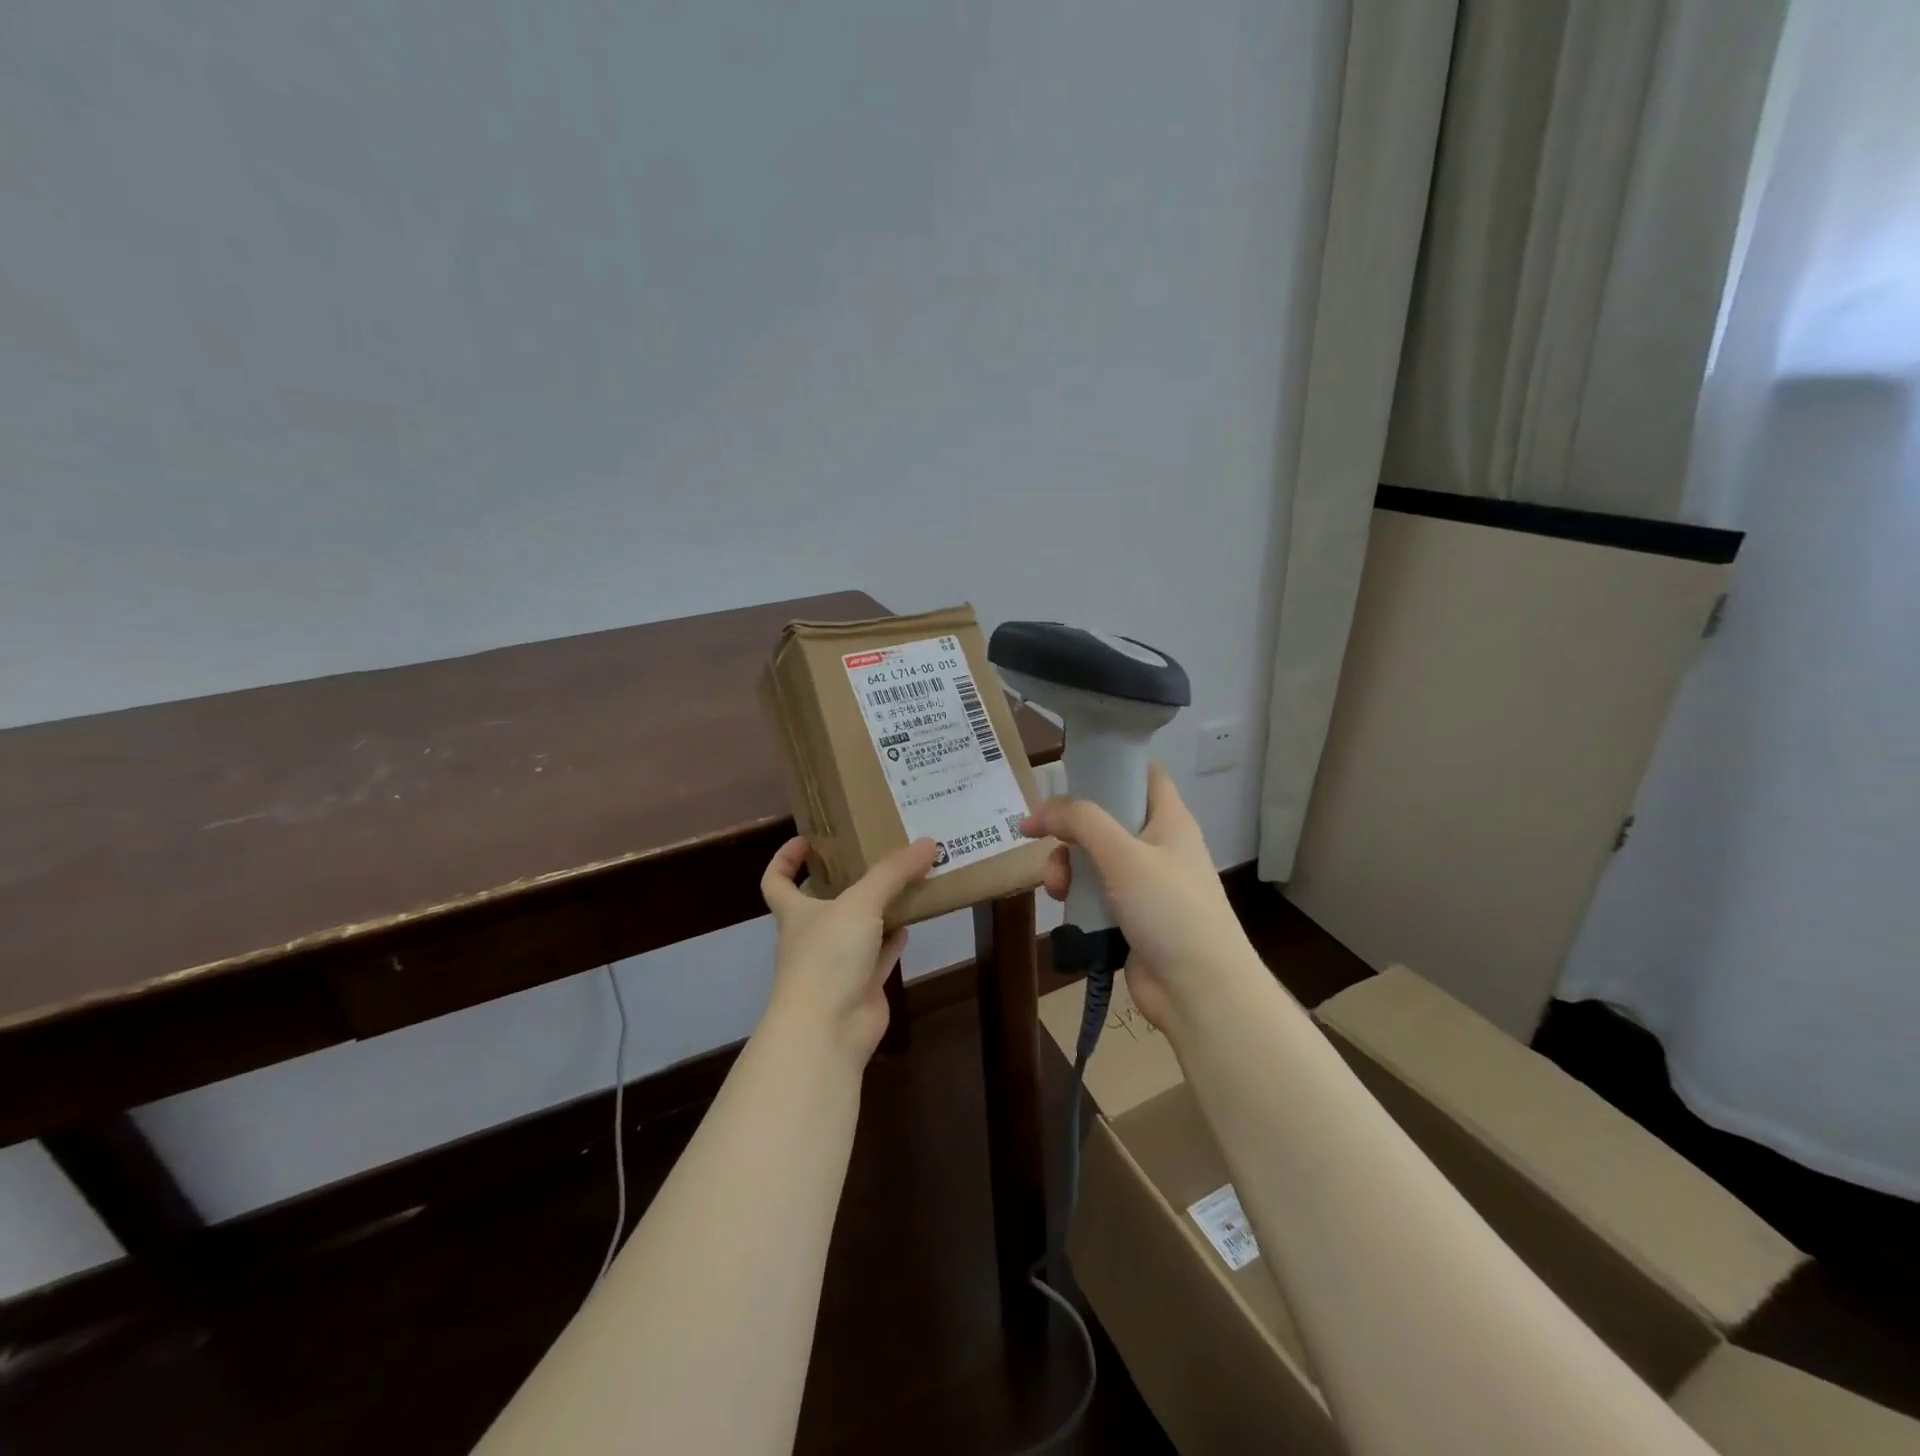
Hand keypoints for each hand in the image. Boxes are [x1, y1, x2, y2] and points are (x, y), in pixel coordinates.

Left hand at [759, 835, 940, 1061]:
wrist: (829, 1030)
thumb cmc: (828, 957)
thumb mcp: (860, 903)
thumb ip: (893, 872)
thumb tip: (928, 842)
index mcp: (796, 912)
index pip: (776, 880)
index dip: (785, 859)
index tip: (807, 840)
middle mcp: (813, 935)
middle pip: (823, 901)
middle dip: (845, 879)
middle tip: (875, 853)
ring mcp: (838, 963)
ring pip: (858, 927)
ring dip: (878, 907)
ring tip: (906, 879)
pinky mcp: (862, 985)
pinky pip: (880, 954)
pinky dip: (895, 938)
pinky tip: (913, 921)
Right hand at [1022, 763, 1255, 1030]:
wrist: (1200, 992)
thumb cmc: (1170, 910)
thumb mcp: (1124, 855)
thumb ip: (1082, 822)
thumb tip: (1039, 810)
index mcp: (1169, 821)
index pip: (1144, 774)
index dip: (1111, 764)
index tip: (1071, 770)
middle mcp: (1158, 847)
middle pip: (1107, 818)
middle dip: (1072, 827)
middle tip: (1044, 836)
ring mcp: (1145, 884)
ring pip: (1094, 858)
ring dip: (1068, 866)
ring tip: (1056, 886)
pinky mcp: (1130, 917)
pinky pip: (1095, 893)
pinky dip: (1076, 895)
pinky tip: (1063, 905)